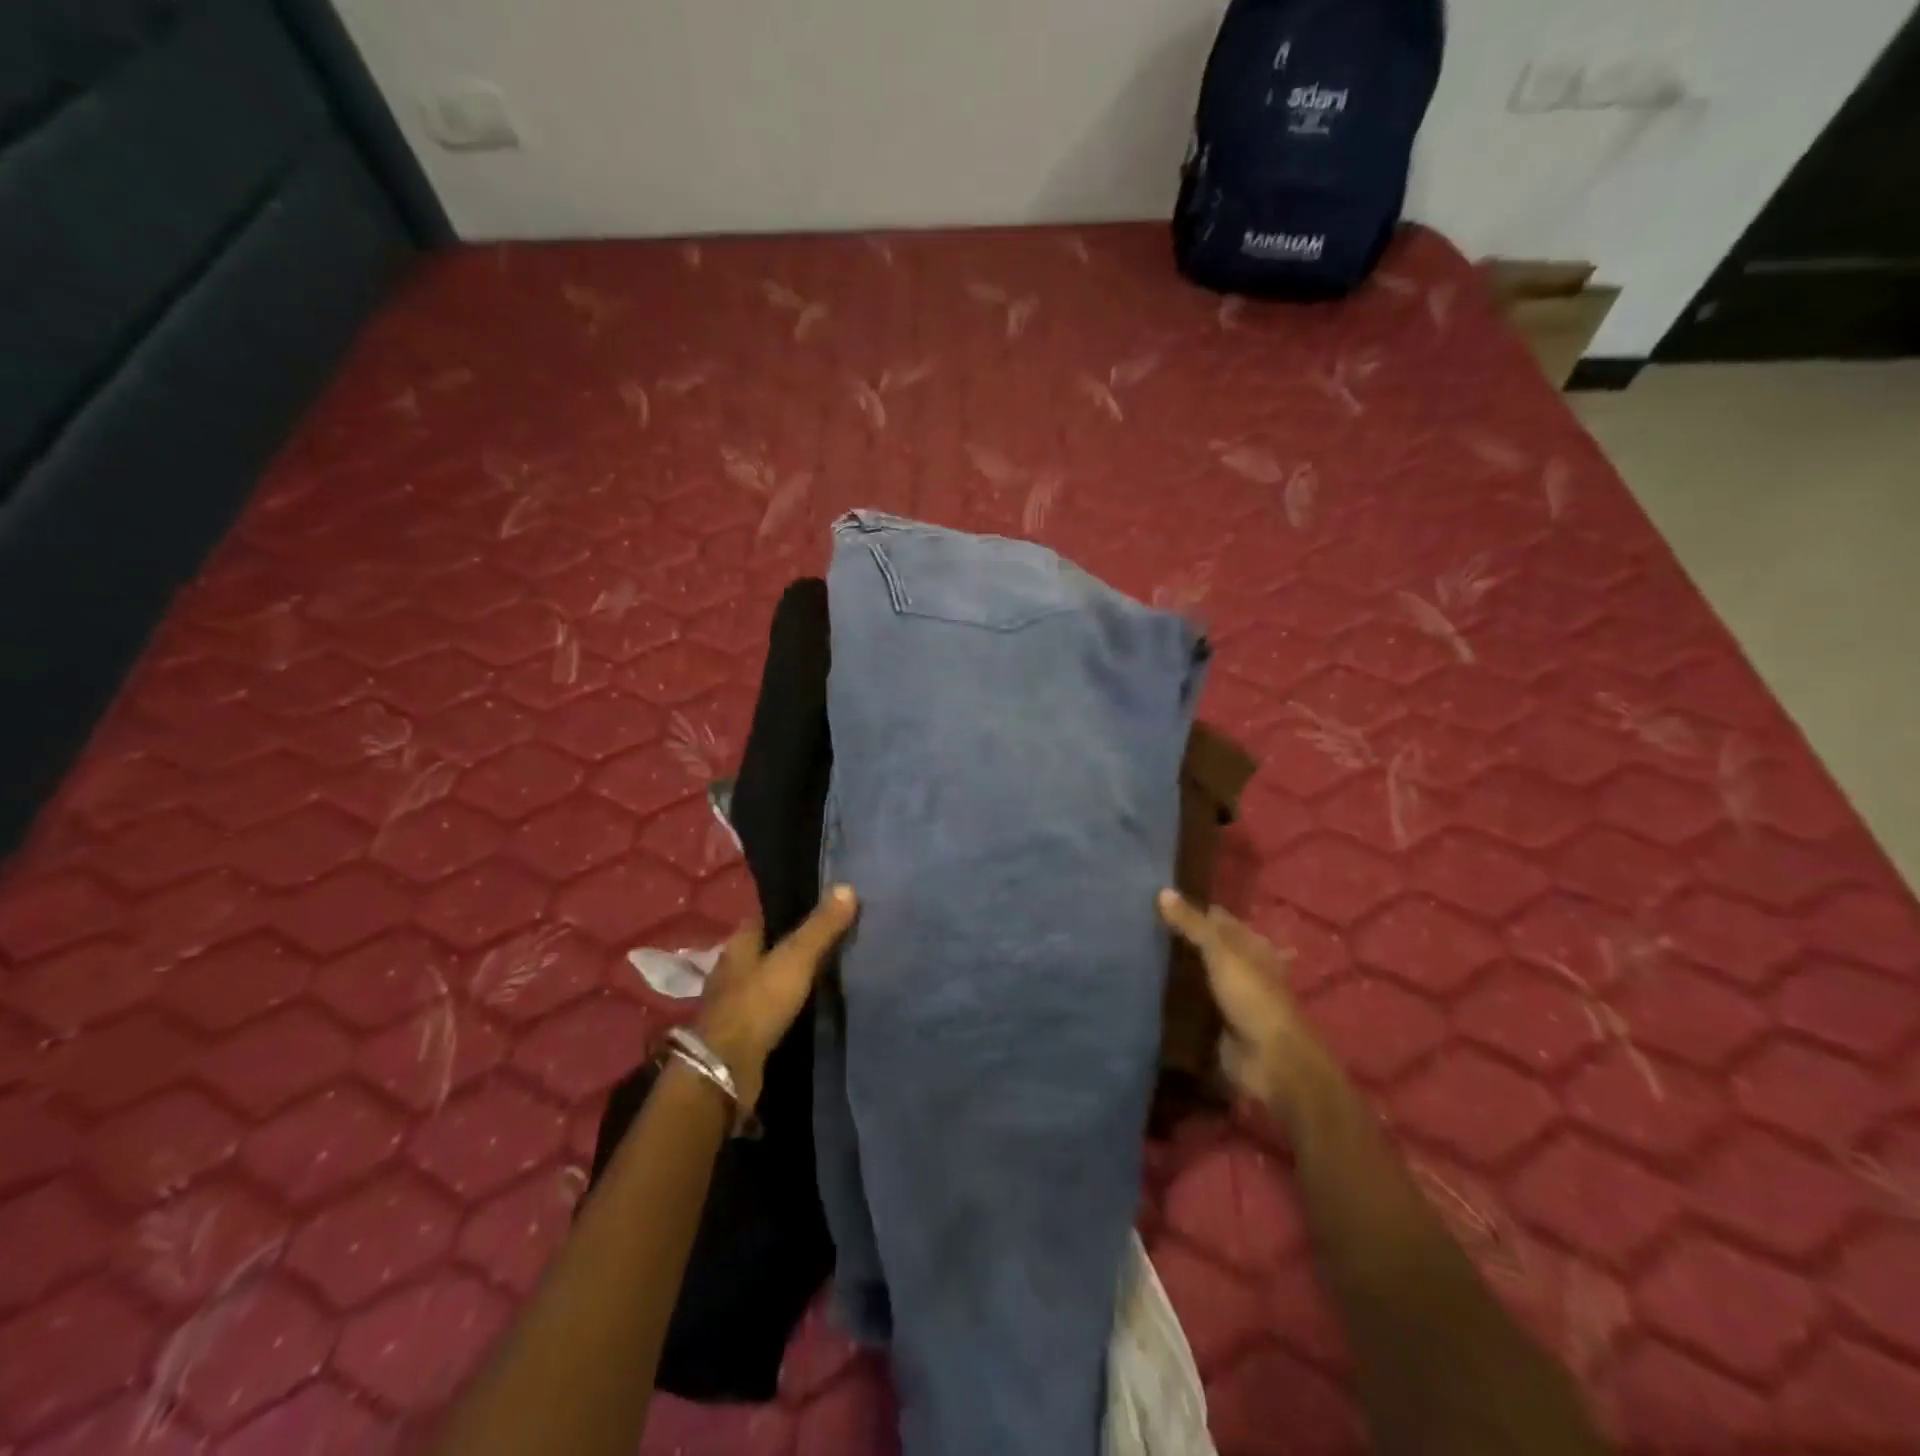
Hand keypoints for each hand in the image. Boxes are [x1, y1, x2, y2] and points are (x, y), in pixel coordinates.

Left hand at [695, 885, 857, 1112]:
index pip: (767, 916)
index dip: (793, 909)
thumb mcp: (795, 959)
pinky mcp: (743, 1032)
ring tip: (830, 971)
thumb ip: (821, 927)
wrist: (726, 1070)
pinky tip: (812, 1005)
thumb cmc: (758, 1004)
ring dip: (792, 977)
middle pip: (769, 948)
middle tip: (835, 939)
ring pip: (770, 979)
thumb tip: (847, 886)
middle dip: (796, 944)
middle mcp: (733, 969)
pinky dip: (789, 1005)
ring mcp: (735, 1002)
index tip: (824, 906)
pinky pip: (771, 1008)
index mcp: (739, 944)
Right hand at [1158, 889, 1332, 1119]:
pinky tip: (1149, 989)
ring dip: (1176, 969)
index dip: (1193, 907)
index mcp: (1251, 945)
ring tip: (1136, 952)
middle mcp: (1243, 967)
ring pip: (1198, 974)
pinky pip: (1192, 1004)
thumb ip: (1193, 924)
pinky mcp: (1218, 1023)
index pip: (1218, 918)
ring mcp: (1231, 997)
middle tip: (1139, 926)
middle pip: (1208, 946)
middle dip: (1181, 939)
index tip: (1157, 900)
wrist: (1271, 1061)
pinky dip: (1175, 997)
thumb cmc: (1253, 997)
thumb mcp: (1221, 952)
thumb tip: (1162, 891)